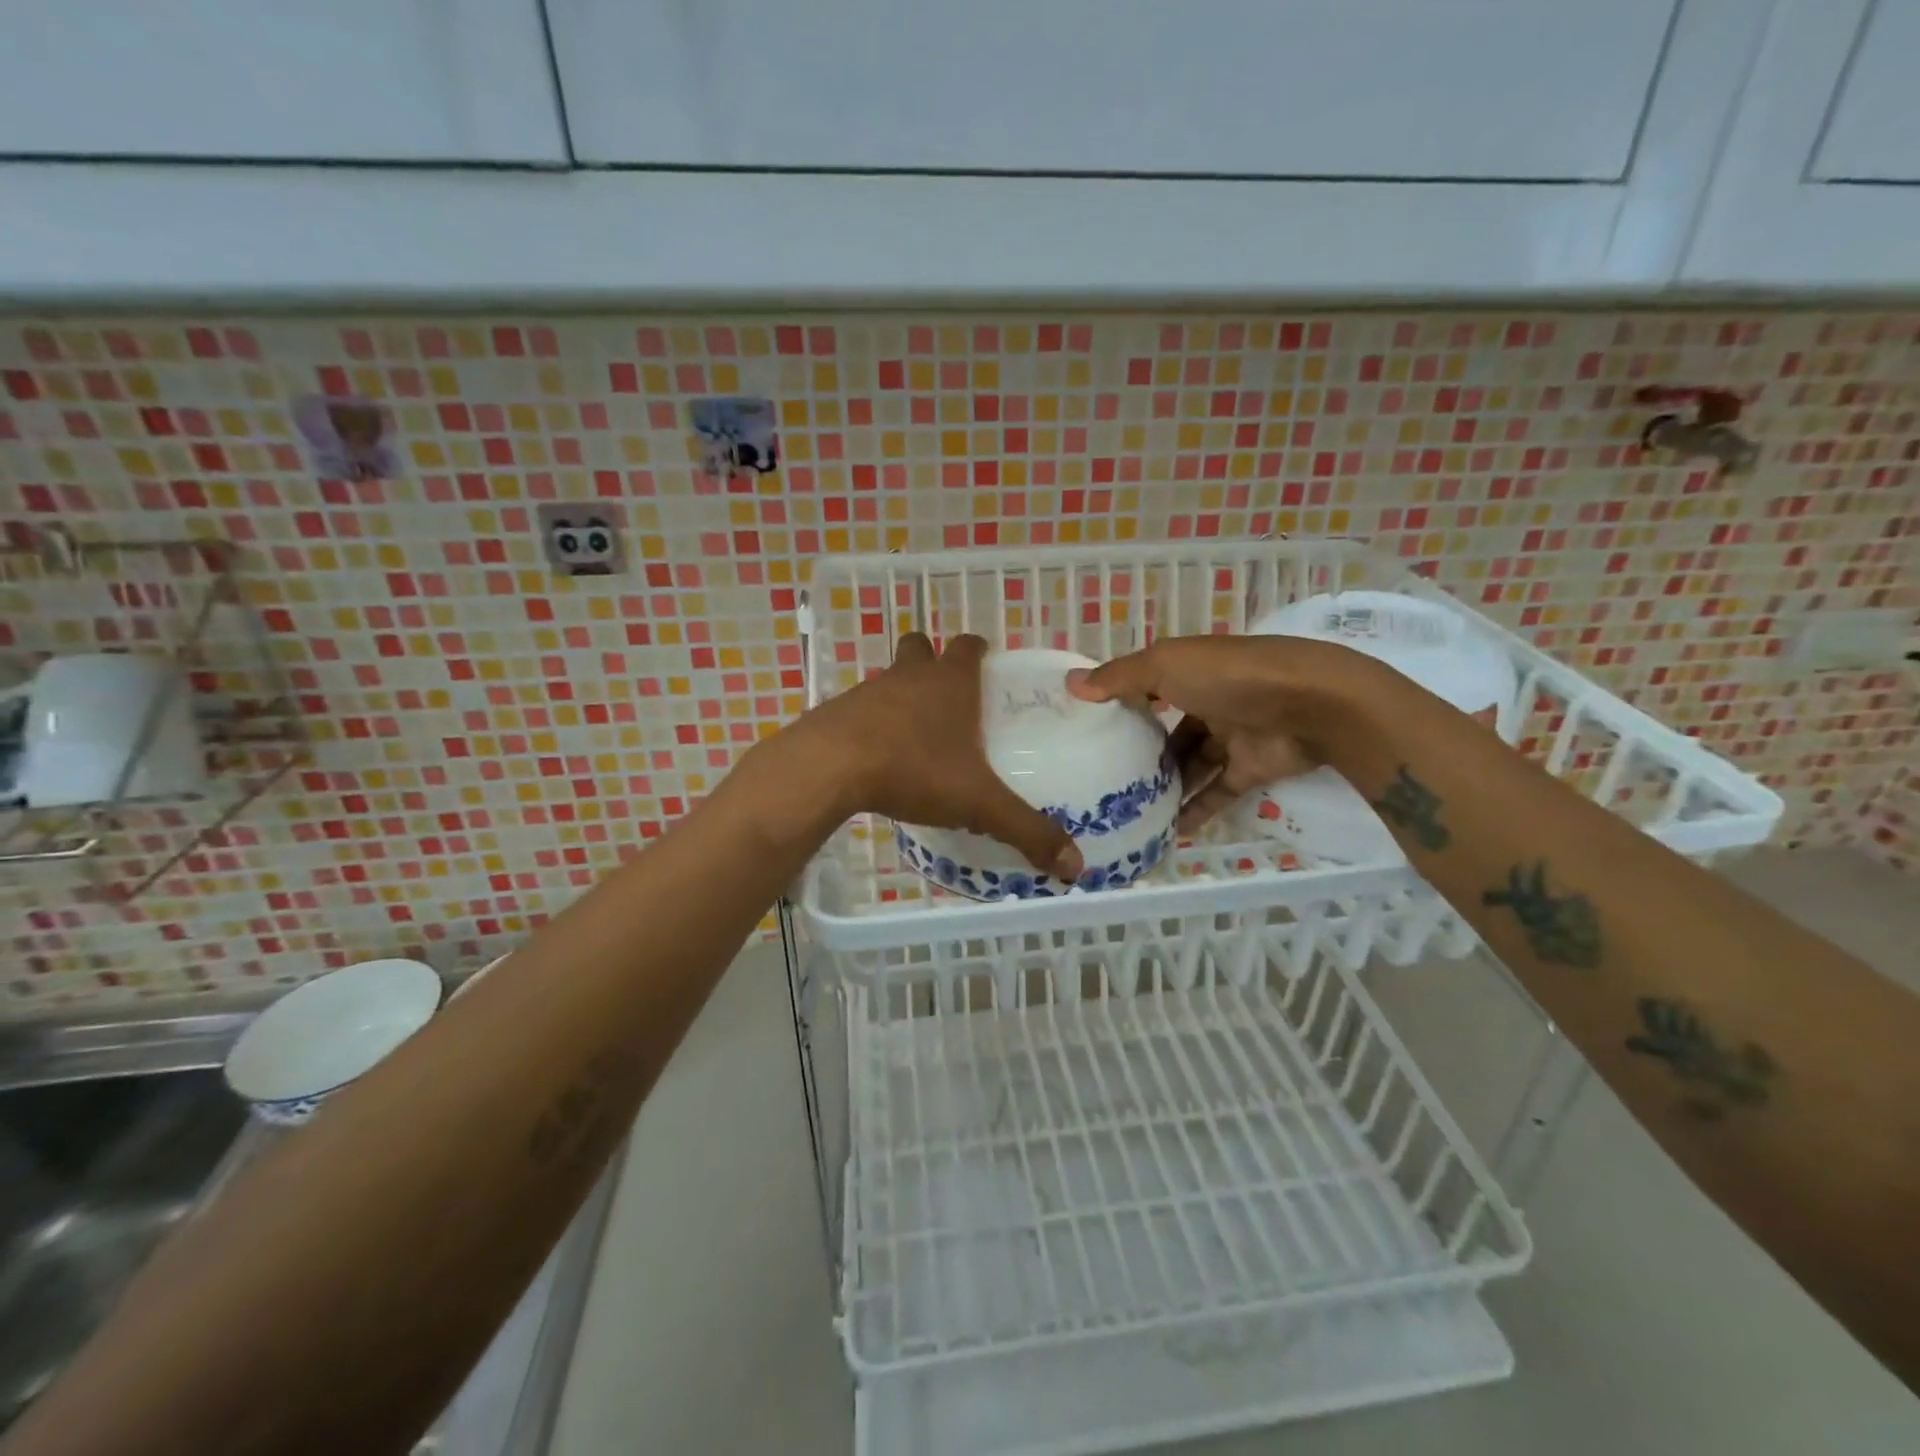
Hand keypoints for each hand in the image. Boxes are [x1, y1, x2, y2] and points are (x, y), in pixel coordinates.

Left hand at [792, 633, 1082, 879]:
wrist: (830, 767)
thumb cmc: (914, 769)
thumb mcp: (978, 803)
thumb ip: (1026, 830)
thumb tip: (1075, 867)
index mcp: (950, 682)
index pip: (968, 646)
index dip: (978, 651)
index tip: (985, 665)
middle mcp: (910, 676)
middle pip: (921, 647)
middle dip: (933, 661)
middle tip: (948, 698)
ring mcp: (869, 691)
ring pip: (889, 678)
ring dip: (901, 695)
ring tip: (914, 736)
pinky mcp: (836, 713)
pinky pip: (859, 709)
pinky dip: (871, 724)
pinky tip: (877, 758)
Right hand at [1068, 635, 1372, 831]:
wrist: (1312, 705)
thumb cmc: (1230, 677)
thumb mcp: (1166, 666)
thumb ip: (1120, 678)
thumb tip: (1071, 683)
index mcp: (1191, 670)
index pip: (1150, 686)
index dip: (1123, 703)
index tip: (1092, 728)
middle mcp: (1210, 700)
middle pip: (1171, 730)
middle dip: (1144, 752)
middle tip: (1107, 779)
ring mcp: (1233, 736)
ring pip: (1193, 764)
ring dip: (1167, 785)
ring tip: (1129, 810)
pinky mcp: (1252, 769)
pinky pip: (1217, 792)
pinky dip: (1195, 810)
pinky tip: (1167, 831)